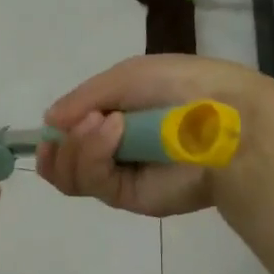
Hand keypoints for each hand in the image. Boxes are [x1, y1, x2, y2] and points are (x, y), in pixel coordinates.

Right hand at [36, 56, 273, 216]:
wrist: (224, 117)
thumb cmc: (179, 85)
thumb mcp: (126, 76)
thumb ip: (84, 98)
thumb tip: (49, 122)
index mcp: (117, 116)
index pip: (72, 133)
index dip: (56, 133)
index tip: (52, 126)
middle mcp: (116, 148)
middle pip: (64, 161)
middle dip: (60, 144)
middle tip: (80, 123)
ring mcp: (122, 174)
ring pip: (71, 176)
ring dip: (76, 146)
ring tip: (102, 123)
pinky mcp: (130, 197)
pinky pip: (93, 182)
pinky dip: (94, 154)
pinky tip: (114, 131)